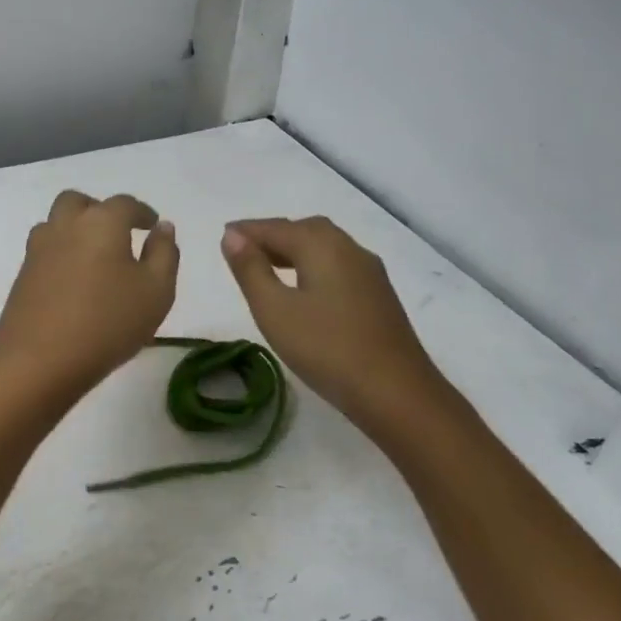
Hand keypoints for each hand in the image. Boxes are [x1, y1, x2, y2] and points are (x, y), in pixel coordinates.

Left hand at [0, 191, 178, 397]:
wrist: (39, 361)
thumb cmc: (108, 323)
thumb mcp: (156, 291)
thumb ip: (164, 254)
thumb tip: (162, 228)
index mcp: (101, 222)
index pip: (125, 204)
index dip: (141, 212)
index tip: (152, 225)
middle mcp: (65, 226)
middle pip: (79, 202)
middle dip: (99, 210)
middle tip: (117, 233)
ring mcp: (38, 250)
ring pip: (55, 223)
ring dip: (74, 229)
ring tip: (94, 257)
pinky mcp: (22, 276)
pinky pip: (45, 251)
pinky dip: (61, 254)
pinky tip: (74, 281)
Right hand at [221, 217, 456, 439]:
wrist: (397, 393)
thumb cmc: (326, 348)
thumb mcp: (274, 310)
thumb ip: (250, 269)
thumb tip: (232, 235)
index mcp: (322, 246)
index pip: (276, 228)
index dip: (247, 230)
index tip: (224, 235)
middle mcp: (349, 249)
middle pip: (305, 230)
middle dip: (273, 235)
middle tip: (244, 251)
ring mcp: (369, 273)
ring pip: (326, 247)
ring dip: (294, 250)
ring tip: (268, 268)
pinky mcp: (378, 296)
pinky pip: (338, 265)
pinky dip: (313, 265)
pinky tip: (304, 289)